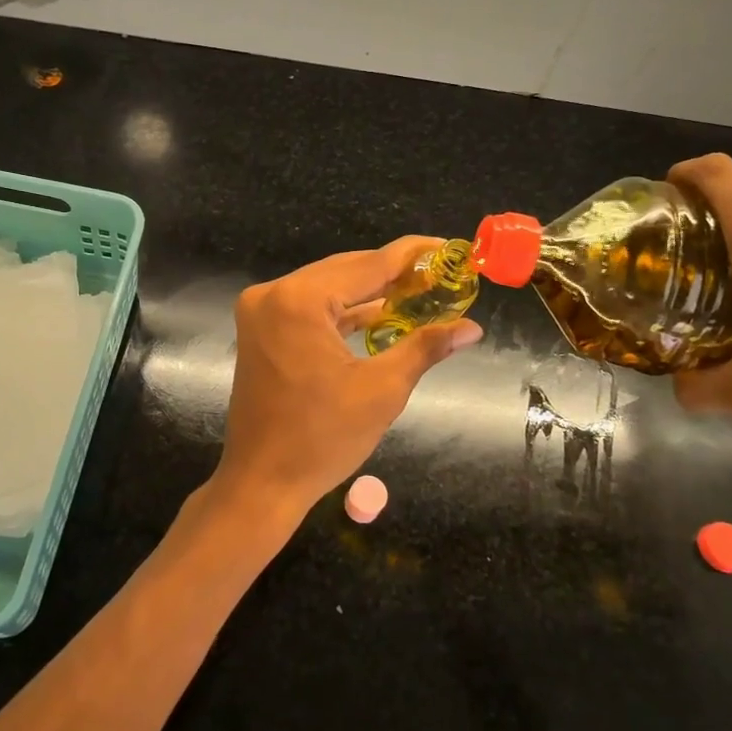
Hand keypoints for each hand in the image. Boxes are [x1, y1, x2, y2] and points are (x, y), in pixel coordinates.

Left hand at [211, 238, 482, 526]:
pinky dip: (342, 311)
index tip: (449, 248)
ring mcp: (261, 311)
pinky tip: (379, 313)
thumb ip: (425, 347)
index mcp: (299, 301)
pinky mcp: (260, 329)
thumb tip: (471, 327)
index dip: (412, 256)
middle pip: (345, 270)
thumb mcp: (382, 390)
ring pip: (327, 287)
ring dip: (368, 291)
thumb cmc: (322, 439)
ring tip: (418, 291)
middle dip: (393, 273)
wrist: (261, 482)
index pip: (368, 265)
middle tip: (440, 274)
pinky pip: (309, 308)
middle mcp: (273, 294)